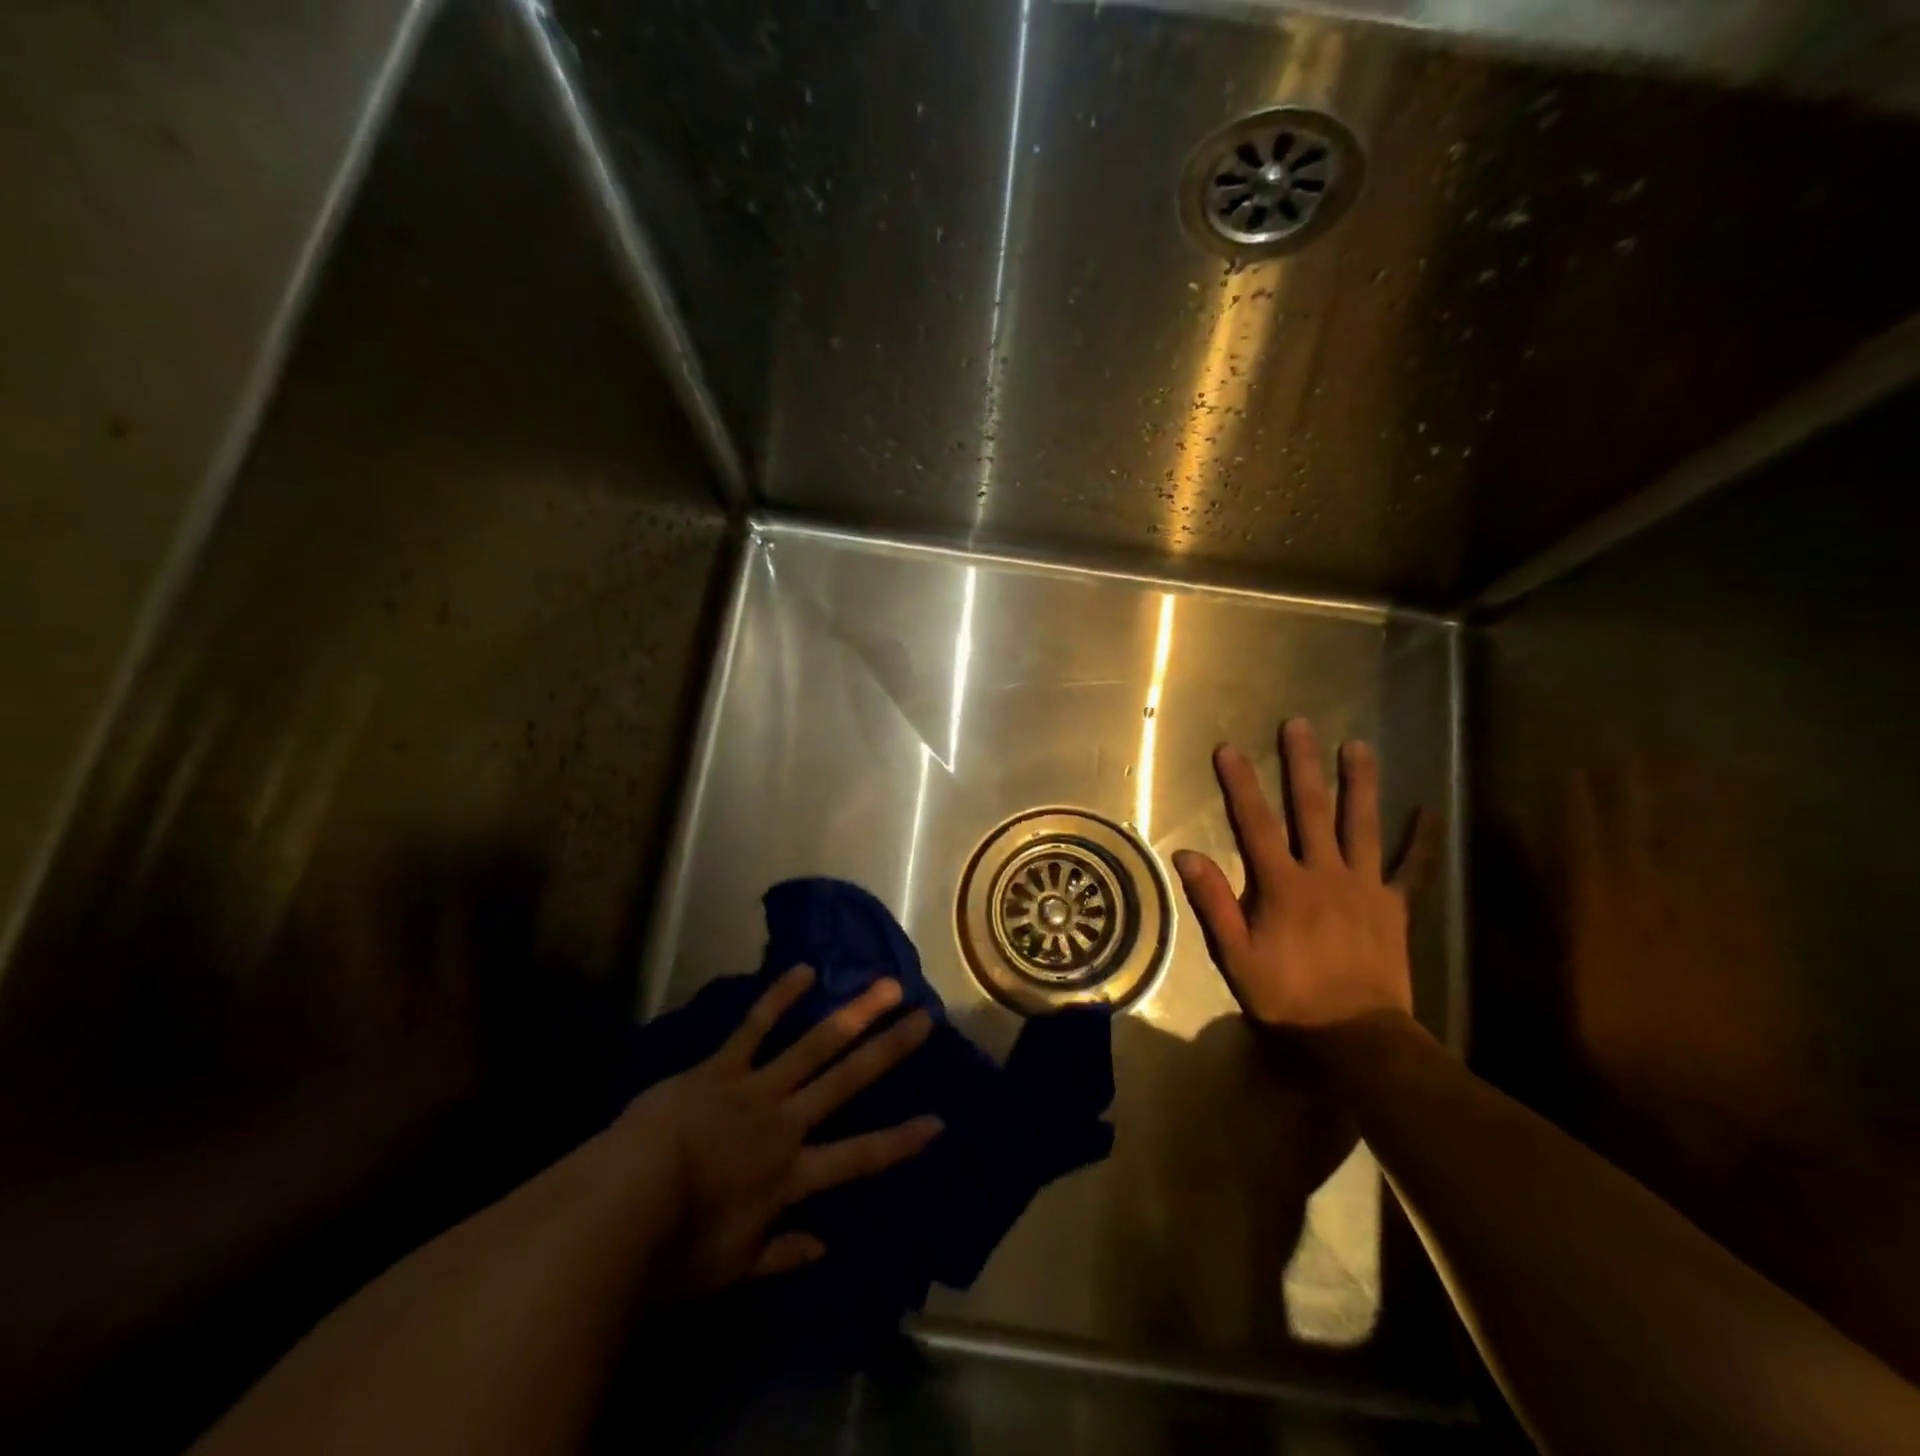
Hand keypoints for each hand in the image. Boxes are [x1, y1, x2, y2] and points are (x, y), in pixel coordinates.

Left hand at [615, 966, 940, 1294]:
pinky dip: (780, 997)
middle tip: (925, 1018)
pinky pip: (755, 1026)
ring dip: (855, 1013)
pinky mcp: (722, 1066)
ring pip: (816, 1044)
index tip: (938, 1120)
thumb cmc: (673, 1249)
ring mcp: (756, 1087)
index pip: (859, 1157)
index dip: (901, 1141)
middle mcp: (786, 1122)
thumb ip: (781, 1254)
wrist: (620, 1205)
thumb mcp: (731, 1268)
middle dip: (890, 1050)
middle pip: (848, 1081)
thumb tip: (826, 1247)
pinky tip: (806, 970)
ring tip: (887, 986)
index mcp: (791, 1175)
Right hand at [1173, 719, 1433, 1032]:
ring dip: (1359, 783)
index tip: (1228, 749)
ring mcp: (1365, 887)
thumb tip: (1186, 854)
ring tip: (1358, 745)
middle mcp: (1325, 873)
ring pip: (1362, 825)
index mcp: (1282, 885)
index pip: (1256, 824)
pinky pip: (1411, 868)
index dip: (1241, 784)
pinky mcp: (1393, 906)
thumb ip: (1213, 903)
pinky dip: (1422, 840)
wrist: (1357, 1036)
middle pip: (1312, 810)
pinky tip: (1430, 810)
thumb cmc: (1288, 997)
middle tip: (1299, 725)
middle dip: (1302, 765)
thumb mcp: (1236, 956)